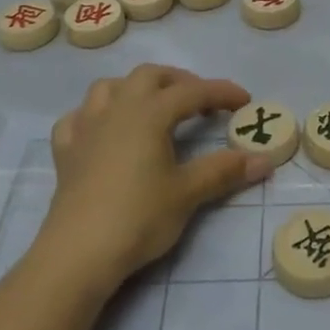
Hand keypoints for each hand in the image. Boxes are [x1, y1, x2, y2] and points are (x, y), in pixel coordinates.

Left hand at [42, 65, 269, 292]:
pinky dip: (94, 116)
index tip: (245, 101)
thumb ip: (224, 171)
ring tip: (152, 108)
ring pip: (109, 87)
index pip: (193, 92)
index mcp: (149, 113)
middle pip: (150, 76)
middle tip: (199, 102)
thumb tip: (264, 160)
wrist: (78, 253)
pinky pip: (77, 118)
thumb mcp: (187, 193)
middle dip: (179, 82)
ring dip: (135, 89)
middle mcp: (117, 109)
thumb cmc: (138, 217)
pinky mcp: (65, 151)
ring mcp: (86, 127)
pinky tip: (102, 131)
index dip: (221, 93)